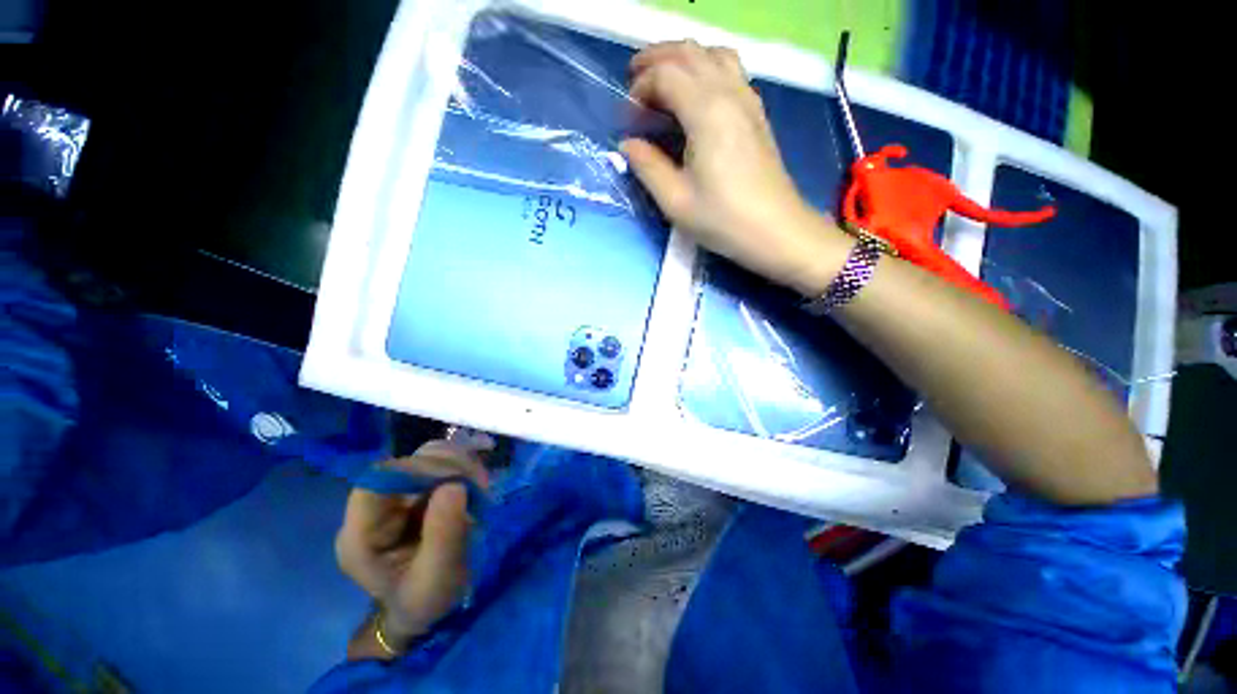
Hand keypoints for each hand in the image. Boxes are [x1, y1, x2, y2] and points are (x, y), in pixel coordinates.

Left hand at [335, 439, 489, 657]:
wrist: (424, 606)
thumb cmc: (425, 601)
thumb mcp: (437, 580)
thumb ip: (444, 537)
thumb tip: (454, 485)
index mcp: (361, 535)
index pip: (378, 481)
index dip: (418, 470)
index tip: (459, 481)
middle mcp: (374, 508)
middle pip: (406, 463)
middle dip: (448, 466)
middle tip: (481, 484)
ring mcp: (396, 495)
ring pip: (425, 456)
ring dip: (459, 462)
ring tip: (482, 484)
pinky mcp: (417, 488)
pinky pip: (440, 461)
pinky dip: (463, 463)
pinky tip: (477, 480)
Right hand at [622, 41, 848, 294]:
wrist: (775, 230)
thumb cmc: (722, 219)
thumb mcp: (675, 200)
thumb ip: (647, 166)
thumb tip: (627, 144)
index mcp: (706, 111)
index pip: (665, 74)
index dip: (639, 90)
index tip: (628, 120)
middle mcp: (729, 93)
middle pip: (689, 52)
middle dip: (655, 60)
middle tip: (633, 85)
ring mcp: (748, 99)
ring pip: (713, 54)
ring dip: (682, 59)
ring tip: (662, 84)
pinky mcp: (757, 113)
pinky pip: (730, 71)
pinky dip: (705, 69)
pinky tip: (695, 97)